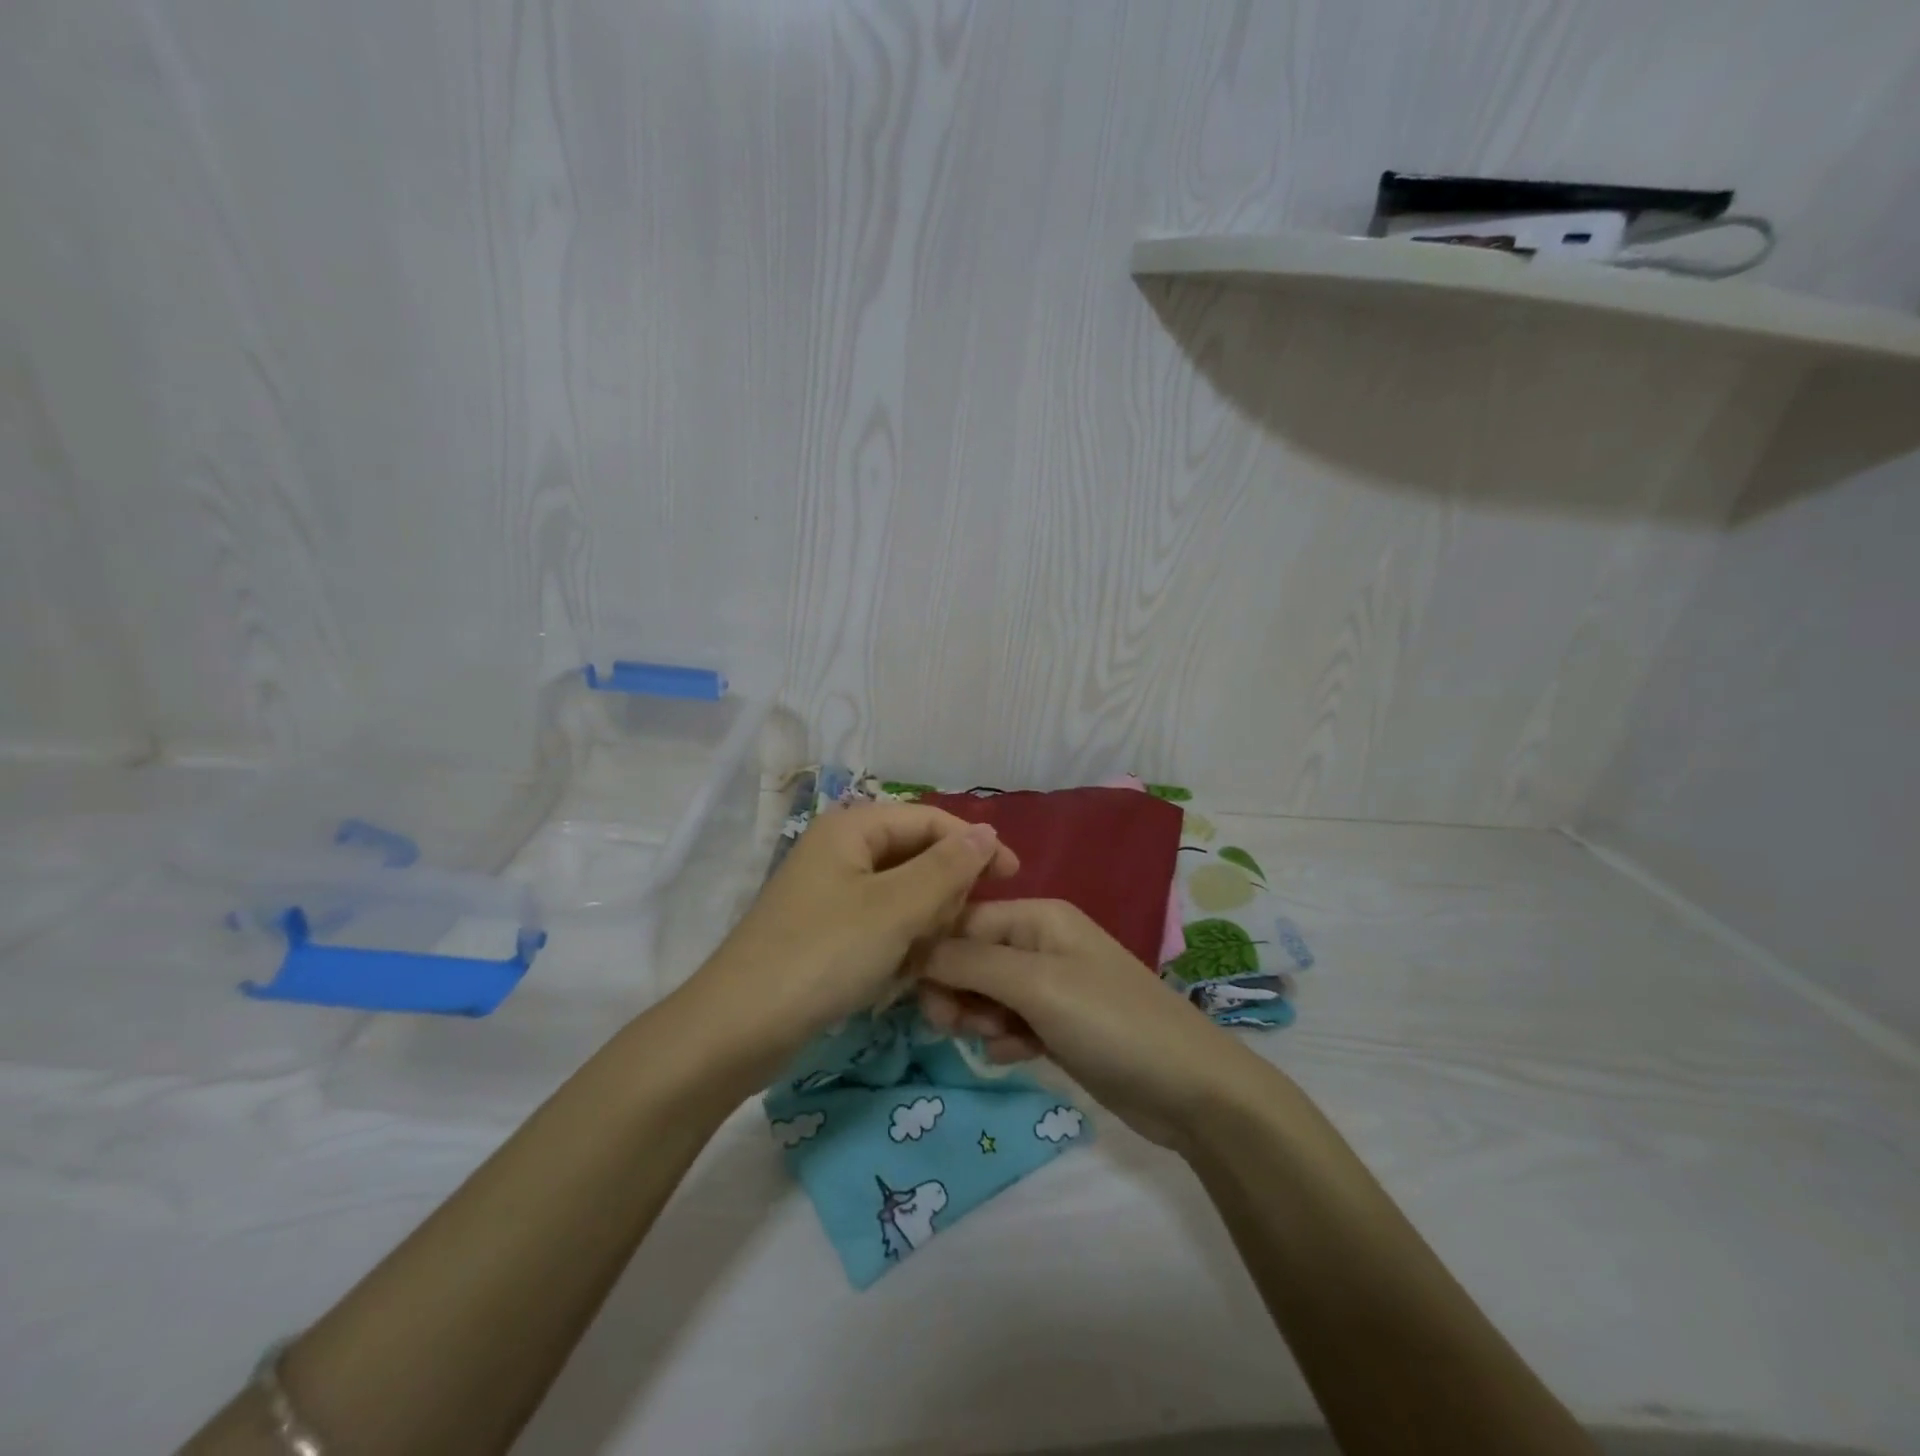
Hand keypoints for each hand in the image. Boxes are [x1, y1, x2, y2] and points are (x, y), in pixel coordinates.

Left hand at [688, 802, 1018, 1064]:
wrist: (738, 1029)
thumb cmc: (823, 956)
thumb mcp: (895, 909)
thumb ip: (947, 868)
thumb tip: (987, 832)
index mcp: (852, 829)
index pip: (930, 820)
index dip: (974, 844)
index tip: (1013, 878)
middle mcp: (840, 851)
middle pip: (915, 856)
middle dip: (945, 892)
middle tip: (964, 932)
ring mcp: (830, 893)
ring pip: (900, 895)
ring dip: (924, 924)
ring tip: (929, 959)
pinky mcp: (826, 932)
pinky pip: (880, 925)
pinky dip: (898, 945)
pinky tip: (902, 976)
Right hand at [919, 899, 1272, 1147]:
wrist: (1190, 1090)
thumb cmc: (1111, 1022)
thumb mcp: (1036, 985)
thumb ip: (970, 963)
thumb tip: (912, 948)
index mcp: (1038, 917)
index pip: (964, 920)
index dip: (934, 953)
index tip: (914, 996)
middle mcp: (1041, 943)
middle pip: (971, 957)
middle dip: (955, 990)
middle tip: (950, 1026)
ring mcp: (1051, 986)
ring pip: (986, 993)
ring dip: (978, 1017)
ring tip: (995, 1041)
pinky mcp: (1058, 1026)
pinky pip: (1009, 1023)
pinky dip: (1003, 1039)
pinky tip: (1014, 1057)